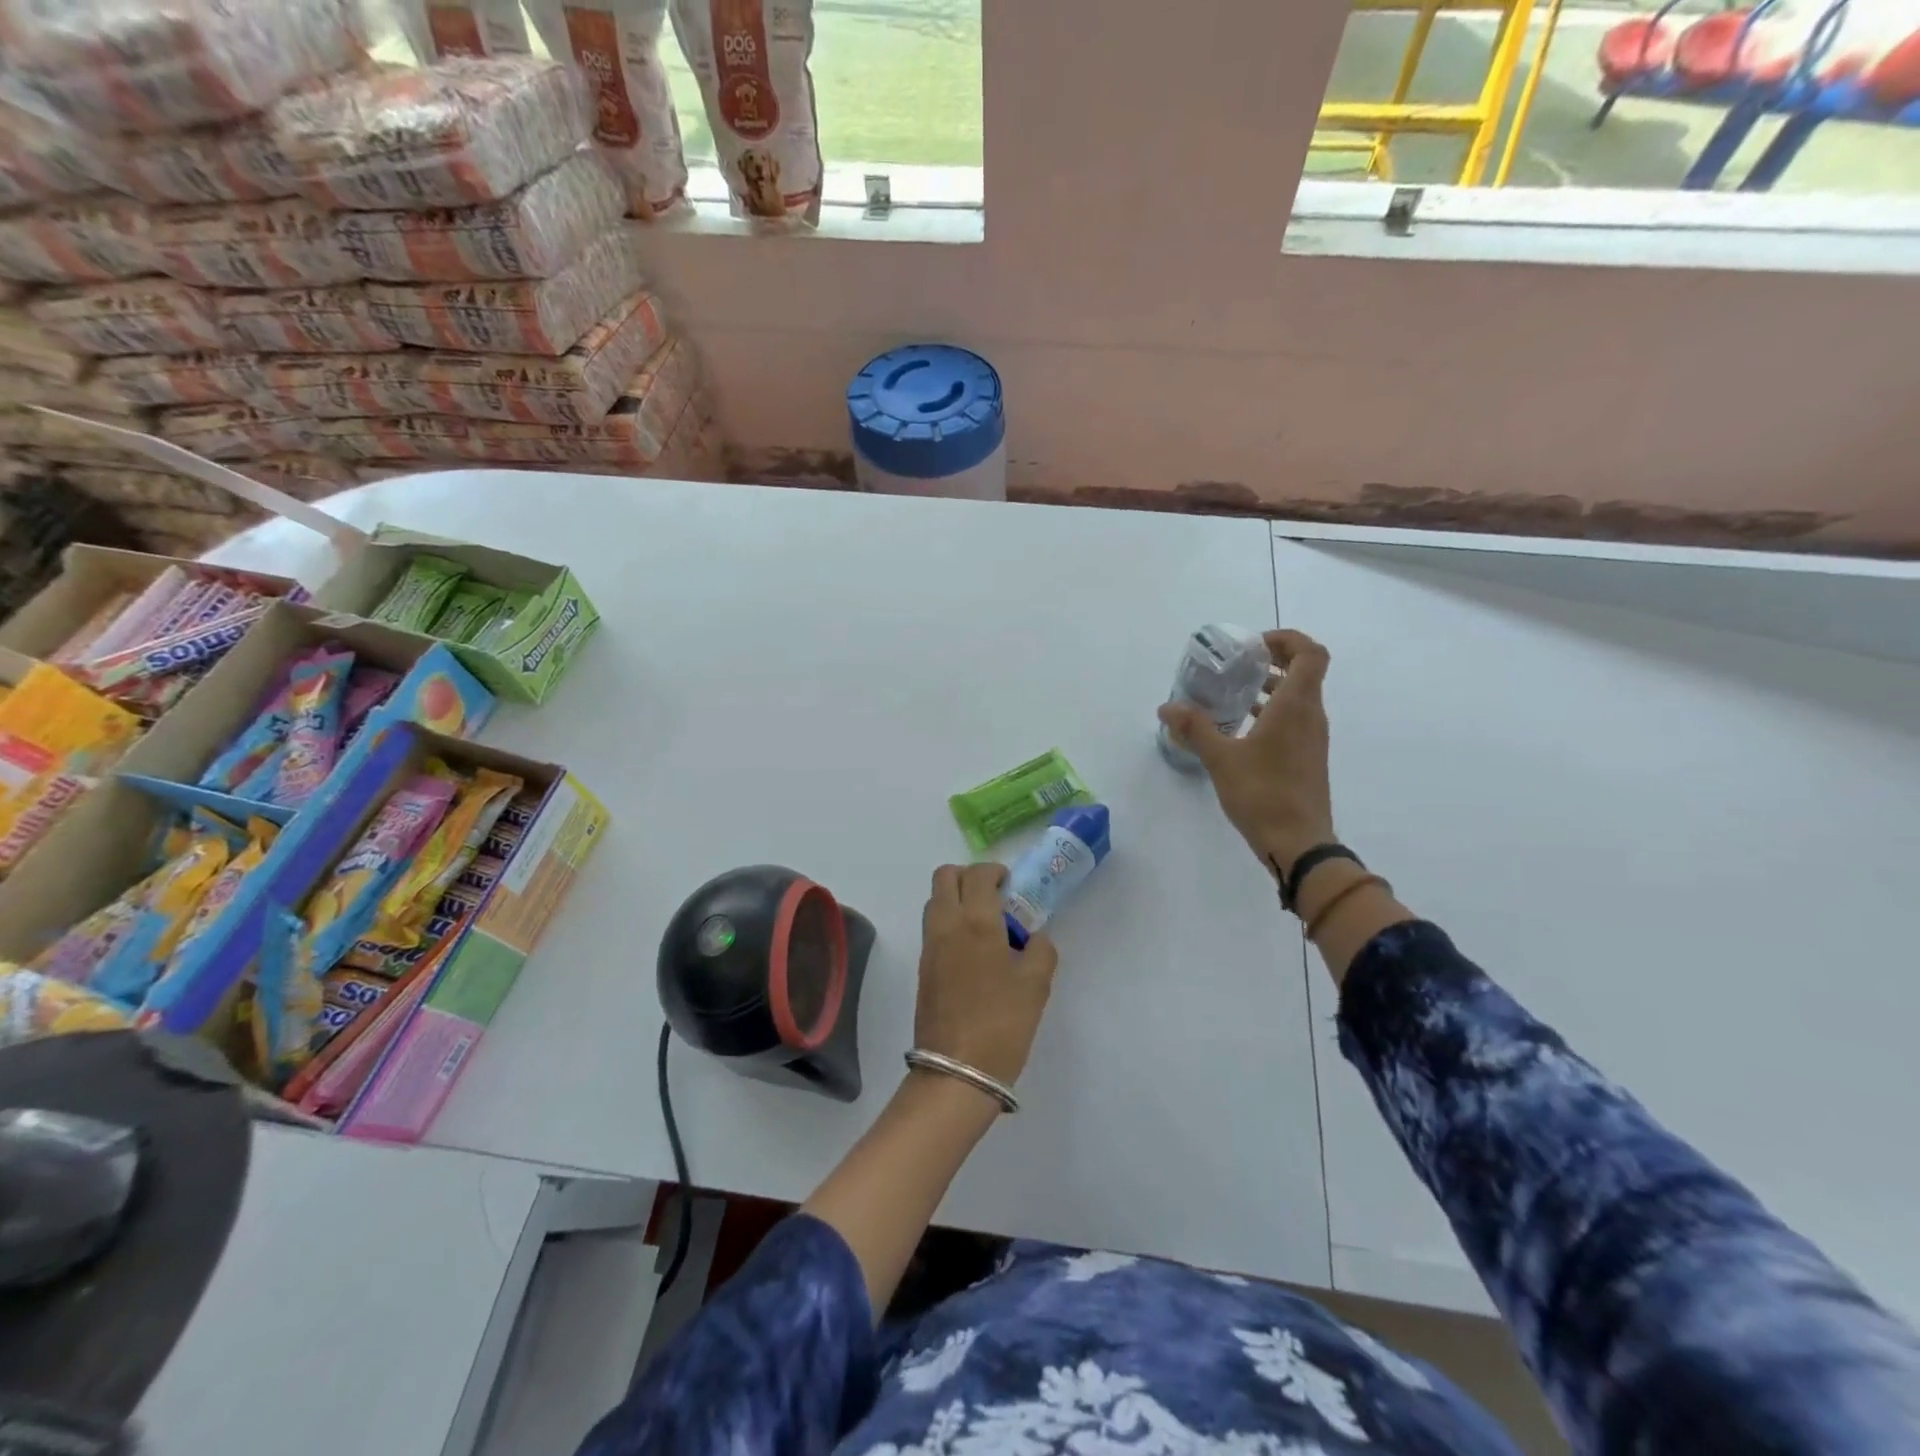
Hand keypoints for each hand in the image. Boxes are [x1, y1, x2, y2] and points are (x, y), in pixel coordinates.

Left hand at [914, 863, 1058, 1088]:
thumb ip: (1040, 949)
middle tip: (995, 898)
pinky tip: (976, 953)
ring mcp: (929, 946)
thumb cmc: (1002, 1022)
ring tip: (987, 927)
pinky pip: (934, 927)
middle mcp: (946, 924)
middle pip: (945, 877)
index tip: (1011, 886)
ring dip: (957, 899)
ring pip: (936, 901)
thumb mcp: (1036, 984)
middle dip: (969, 877)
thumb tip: (1032, 938)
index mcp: (975, 921)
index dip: (995, 872)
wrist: (957, 1070)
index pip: (977, 874)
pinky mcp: (923, 968)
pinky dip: (951, 924)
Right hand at [1158, 628, 1336, 875]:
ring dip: (1271, 686)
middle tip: (1237, 664)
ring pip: (1299, 696)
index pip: (1310, 653)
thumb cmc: (1263, 794)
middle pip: (1305, 670)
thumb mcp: (1221, 759)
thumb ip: (1195, 728)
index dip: (1287, 639)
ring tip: (1233, 692)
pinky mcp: (1307, 757)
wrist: (1298, 843)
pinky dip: (1271, 711)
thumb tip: (1166, 707)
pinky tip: (1240, 727)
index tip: (1253, 646)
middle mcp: (1311, 715)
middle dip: (1273, 660)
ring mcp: (1312, 738)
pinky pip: (1294, 719)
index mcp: (1296, 706)